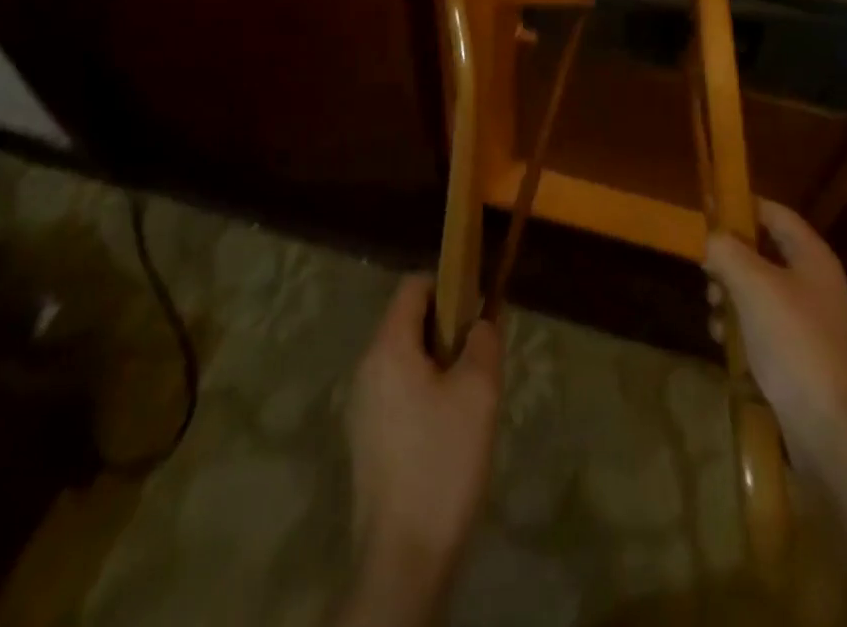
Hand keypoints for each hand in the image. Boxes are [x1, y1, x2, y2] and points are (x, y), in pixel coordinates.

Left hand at [344, 275, 499, 621]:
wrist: (403, 559)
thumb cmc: (442, 462)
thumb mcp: (478, 393)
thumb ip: (484, 342)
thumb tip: (481, 320)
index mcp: (388, 348)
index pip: (414, 287)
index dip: (448, 286)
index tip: (477, 309)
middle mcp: (367, 368)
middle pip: (408, 322)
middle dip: (447, 330)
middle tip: (480, 359)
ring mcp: (362, 406)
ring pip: (406, 360)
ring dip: (439, 364)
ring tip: (470, 397)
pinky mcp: (366, 439)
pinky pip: (398, 391)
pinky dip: (425, 393)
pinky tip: (449, 431)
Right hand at [704, 199, 846, 475]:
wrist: (830, 429)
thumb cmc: (793, 342)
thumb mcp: (752, 285)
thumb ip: (726, 250)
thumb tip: (710, 237)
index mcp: (812, 257)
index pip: (774, 213)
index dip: (741, 205)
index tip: (706, 209)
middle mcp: (813, 282)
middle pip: (762, 251)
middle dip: (728, 258)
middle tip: (704, 269)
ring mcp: (807, 320)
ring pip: (756, 288)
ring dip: (729, 294)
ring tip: (713, 311)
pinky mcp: (797, 353)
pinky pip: (760, 323)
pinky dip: (739, 326)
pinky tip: (723, 341)